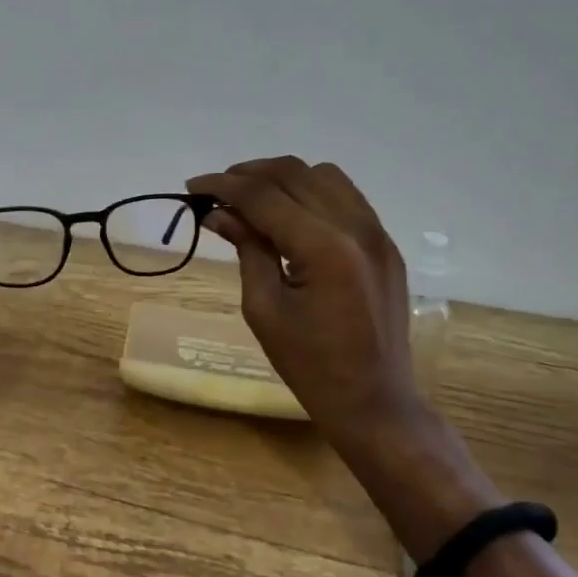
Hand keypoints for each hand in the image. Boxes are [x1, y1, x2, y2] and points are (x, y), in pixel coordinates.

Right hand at [187, 158, 419, 450]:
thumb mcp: (264, 309)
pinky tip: (289, 212)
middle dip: (248, 174)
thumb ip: (246, 249)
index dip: (223, 186)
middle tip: (216, 191)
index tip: (192, 187)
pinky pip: (345, 195)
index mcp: (324, 249)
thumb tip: (218, 213)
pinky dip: (311, 191)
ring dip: (282, 178)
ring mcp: (377, 233)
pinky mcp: (385, 243)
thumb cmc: (310, 366)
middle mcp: (356, 228)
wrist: (375, 402)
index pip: (264, 196)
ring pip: (323, 175)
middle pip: (294, 174)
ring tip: (251, 197)